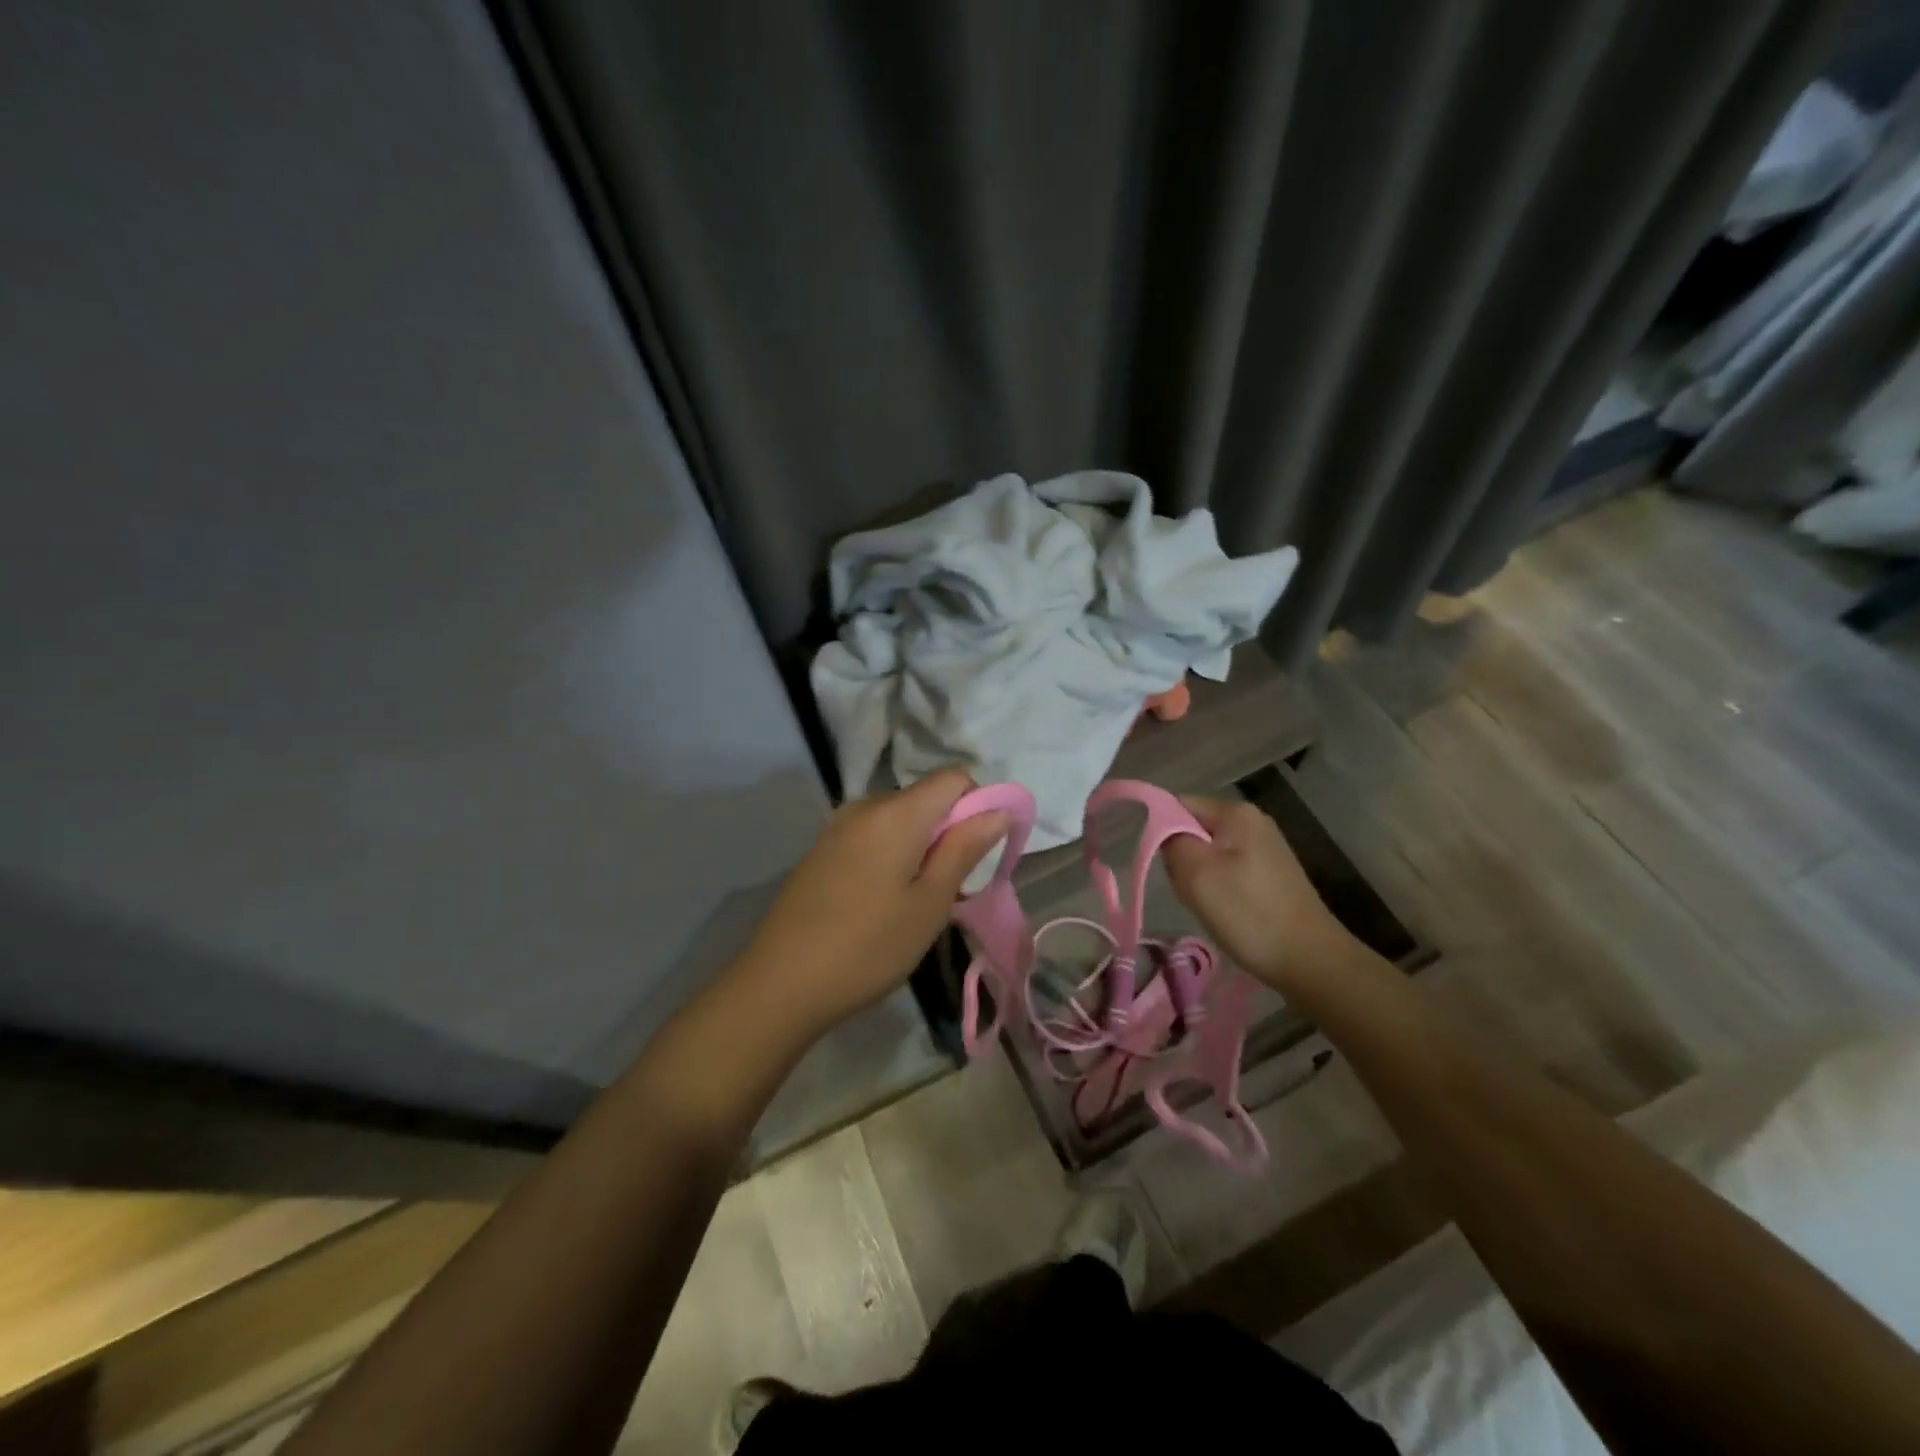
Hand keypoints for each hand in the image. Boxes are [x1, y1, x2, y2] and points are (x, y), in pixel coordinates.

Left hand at [739, 769, 1007, 1034]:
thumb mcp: (930, 903)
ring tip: (915, 904)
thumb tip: (998, 810)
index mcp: (895, 812)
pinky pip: (873, 837)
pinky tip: (880, 904)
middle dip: (949, 833)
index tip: (978, 854)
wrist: (779, 984)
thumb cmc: (868, 946)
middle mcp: (864, 806)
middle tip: (949, 890)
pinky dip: (892, 857)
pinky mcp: (822, 850)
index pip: (954, 777)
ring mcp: (838, 827)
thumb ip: (965, 849)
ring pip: (900, 820)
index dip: (979, 805)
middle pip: (926, 798)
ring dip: (921, 848)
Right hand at [1163, 796, 1353, 987]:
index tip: (1170, 868)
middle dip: (1183, 859)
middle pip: (1193, 829)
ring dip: (1199, 878)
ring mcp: (1265, 848)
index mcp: (1237, 812)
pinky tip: (1226, 913)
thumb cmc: (1249, 914)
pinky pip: (1227, 871)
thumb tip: (1162, 827)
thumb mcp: (1196, 873)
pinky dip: (1218, 890)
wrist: (1310, 961)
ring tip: (1208, 906)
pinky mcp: (1271, 874)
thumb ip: (1171, 840)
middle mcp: (1253, 822)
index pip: (1178, 806)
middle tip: (1190, 891)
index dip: (1162, 833)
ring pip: (1208, 854)